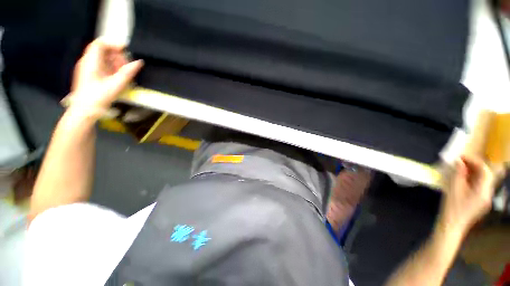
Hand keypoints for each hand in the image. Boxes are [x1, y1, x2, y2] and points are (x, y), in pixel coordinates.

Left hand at [65, 38, 142, 118]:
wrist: (84, 111)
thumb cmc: (99, 97)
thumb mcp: (116, 85)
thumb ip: (128, 72)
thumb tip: (139, 62)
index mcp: (91, 62)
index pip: (100, 44)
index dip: (113, 44)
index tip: (126, 50)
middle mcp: (87, 62)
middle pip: (102, 50)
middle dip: (116, 55)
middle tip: (126, 66)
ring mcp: (87, 68)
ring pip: (102, 58)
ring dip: (114, 62)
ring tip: (123, 73)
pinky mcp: (89, 75)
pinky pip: (101, 66)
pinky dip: (110, 68)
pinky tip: (116, 76)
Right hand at [438, 156, 495, 234]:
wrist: (451, 225)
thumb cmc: (452, 208)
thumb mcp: (454, 189)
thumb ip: (458, 174)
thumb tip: (459, 161)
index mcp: (483, 192)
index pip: (485, 171)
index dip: (474, 161)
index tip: (462, 157)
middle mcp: (487, 194)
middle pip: (486, 175)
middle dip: (474, 166)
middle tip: (461, 161)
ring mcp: (485, 199)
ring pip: (483, 180)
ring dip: (472, 172)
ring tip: (460, 169)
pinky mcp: (480, 201)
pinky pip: (479, 186)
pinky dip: (472, 179)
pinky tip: (462, 179)